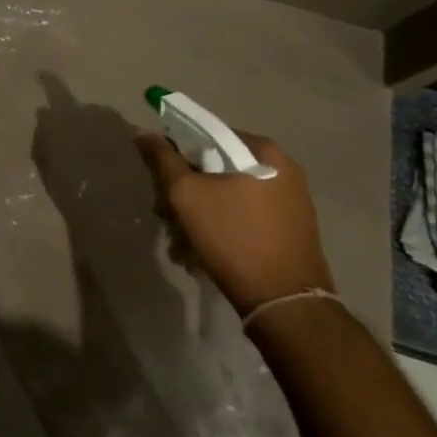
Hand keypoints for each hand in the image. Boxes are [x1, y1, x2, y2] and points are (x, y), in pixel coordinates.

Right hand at [134, 130, 334, 316]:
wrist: (284, 304)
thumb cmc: (233, 238)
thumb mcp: (186, 194)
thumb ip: (163, 159)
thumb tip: (143, 132)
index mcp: (263, 151)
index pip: (207, 135)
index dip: (177, 155)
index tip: (162, 182)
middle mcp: (283, 169)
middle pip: (217, 168)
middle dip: (186, 192)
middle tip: (167, 217)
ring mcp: (292, 201)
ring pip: (229, 195)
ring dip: (200, 214)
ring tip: (182, 245)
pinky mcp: (293, 230)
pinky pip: (247, 216)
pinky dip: (223, 228)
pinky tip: (204, 254)